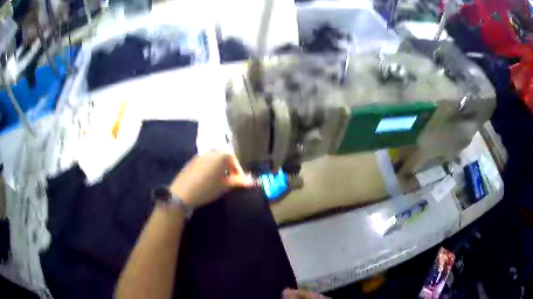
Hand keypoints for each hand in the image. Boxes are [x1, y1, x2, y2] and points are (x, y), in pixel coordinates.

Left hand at [170, 151, 251, 207]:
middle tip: (230, 182)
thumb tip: (251, 181)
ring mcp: (200, 155)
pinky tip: (207, 180)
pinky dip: (209, 169)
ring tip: (219, 182)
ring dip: (219, 169)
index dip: (239, 171)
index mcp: (221, 155)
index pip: (234, 160)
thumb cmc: (207, 188)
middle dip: (229, 169)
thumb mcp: (225, 186)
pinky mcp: (191, 161)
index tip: (239, 182)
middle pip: (224, 158)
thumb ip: (238, 181)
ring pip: (214, 160)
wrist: (183, 192)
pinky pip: (205, 163)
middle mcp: (211, 151)